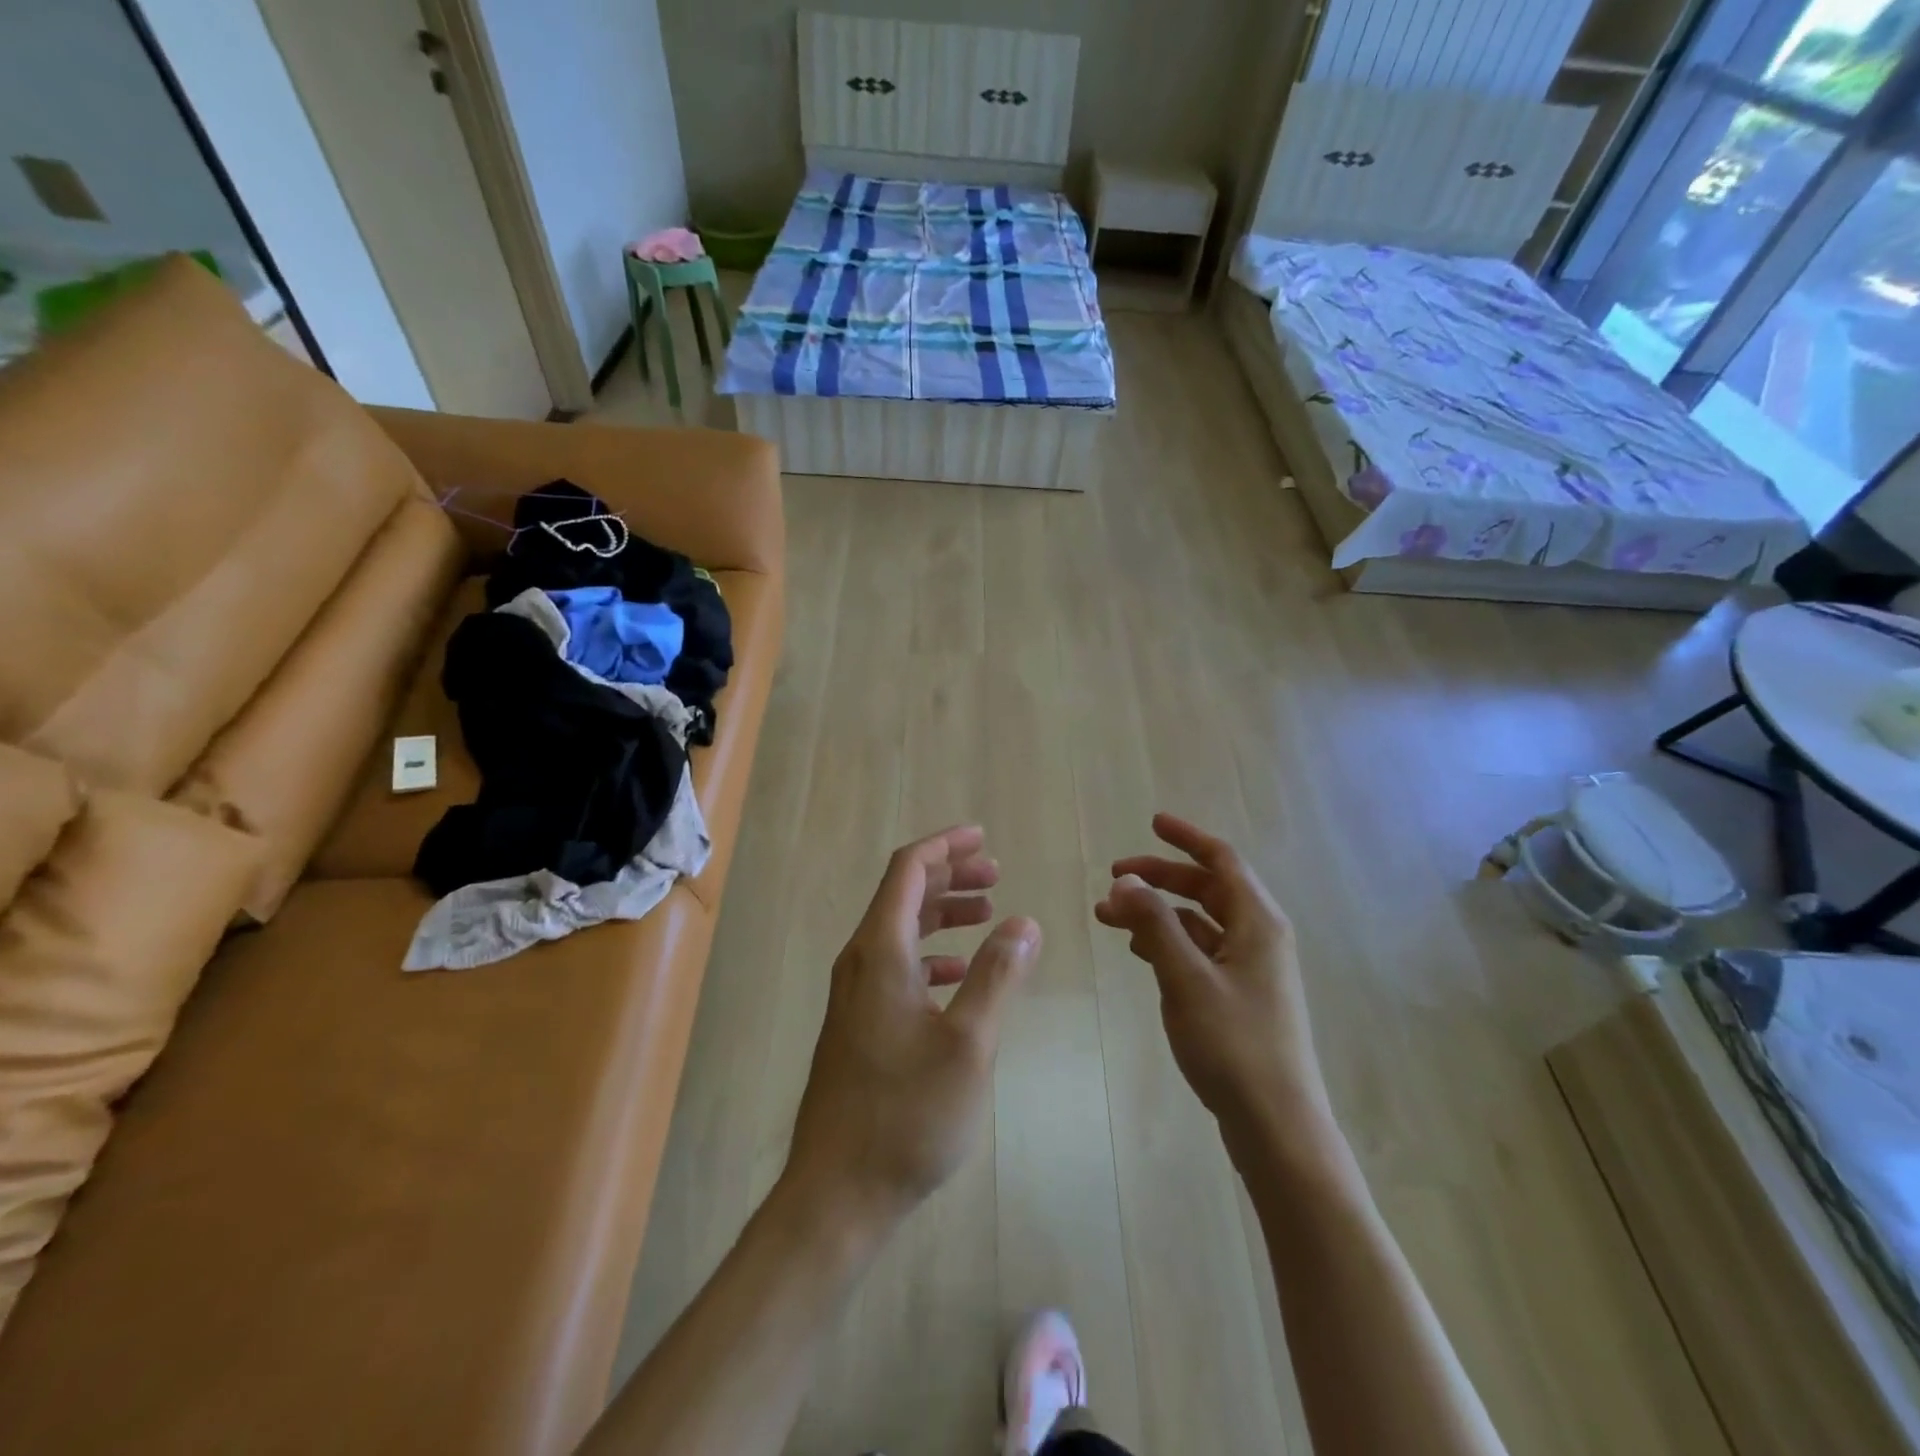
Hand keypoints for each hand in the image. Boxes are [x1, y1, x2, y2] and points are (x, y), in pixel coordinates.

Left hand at [784, 825, 1040, 1237]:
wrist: (836, 1191)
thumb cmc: (906, 1114)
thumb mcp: (968, 1043)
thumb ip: (997, 975)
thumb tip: (1023, 922)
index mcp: (881, 951)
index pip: (909, 871)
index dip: (946, 847)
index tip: (982, 837)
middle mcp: (860, 961)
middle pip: (904, 894)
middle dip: (950, 875)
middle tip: (996, 872)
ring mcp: (855, 993)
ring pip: (901, 930)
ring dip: (943, 913)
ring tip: (988, 913)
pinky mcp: (858, 1022)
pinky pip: (897, 965)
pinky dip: (931, 954)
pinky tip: (959, 973)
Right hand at [1095, 813, 1329, 1141]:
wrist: (1275, 1125)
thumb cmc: (1234, 1044)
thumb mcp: (1186, 978)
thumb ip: (1155, 924)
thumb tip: (1126, 880)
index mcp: (1258, 922)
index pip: (1222, 860)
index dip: (1186, 838)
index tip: (1152, 823)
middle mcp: (1259, 936)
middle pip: (1207, 888)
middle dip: (1160, 878)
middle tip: (1114, 879)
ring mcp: (1252, 968)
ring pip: (1199, 922)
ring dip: (1157, 913)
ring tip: (1110, 918)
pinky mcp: (1240, 995)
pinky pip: (1200, 951)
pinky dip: (1168, 942)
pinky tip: (1140, 951)